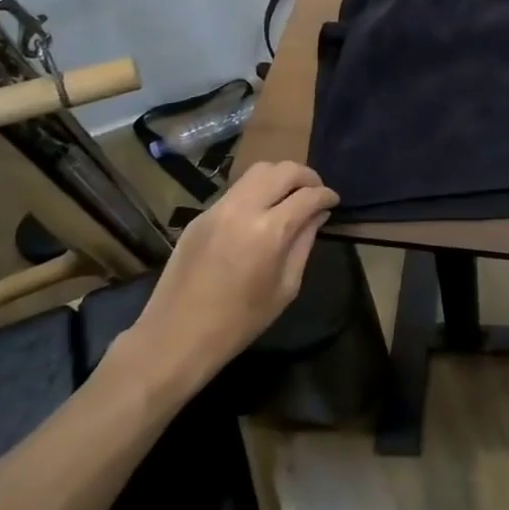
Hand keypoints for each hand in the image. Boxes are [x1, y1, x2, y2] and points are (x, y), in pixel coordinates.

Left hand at [118, 160, 337, 397]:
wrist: (174, 339)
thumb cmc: (239, 322)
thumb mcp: (286, 287)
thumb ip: (304, 243)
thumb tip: (317, 215)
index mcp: (269, 232)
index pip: (308, 195)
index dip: (327, 195)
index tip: (333, 202)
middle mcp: (243, 210)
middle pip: (283, 170)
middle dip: (306, 177)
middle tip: (315, 193)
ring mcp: (217, 210)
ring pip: (257, 171)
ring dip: (280, 178)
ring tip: (290, 197)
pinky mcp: (200, 216)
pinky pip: (236, 190)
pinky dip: (256, 192)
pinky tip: (260, 214)